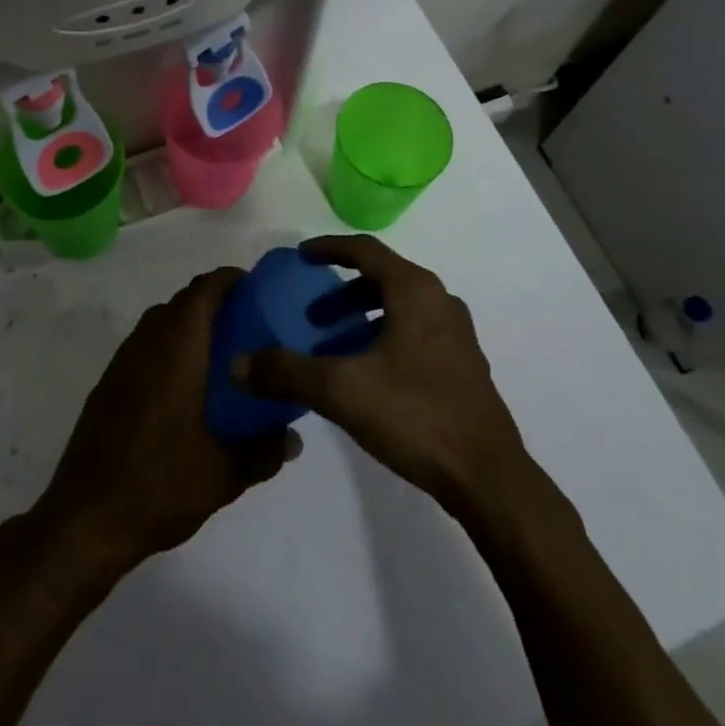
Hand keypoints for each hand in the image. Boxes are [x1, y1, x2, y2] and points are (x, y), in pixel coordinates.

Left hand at [34, 266, 297, 578]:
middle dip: (216, 303)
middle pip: (184, 301)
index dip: (231, 280)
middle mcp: (148, 341)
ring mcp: (123, 361)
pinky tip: (186, 386)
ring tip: (223, 354)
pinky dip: (170, 347)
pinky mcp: (109, 382)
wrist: (84, 519)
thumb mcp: (223, 475)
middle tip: (250, 326)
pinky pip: (146, 345)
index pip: (205, 289)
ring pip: (163, 321)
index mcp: (177, 348)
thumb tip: (294, 438)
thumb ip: (264, 451)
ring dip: (191, 325)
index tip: (259, 291)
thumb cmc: (159, 486)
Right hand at [235, 235, 530, 512]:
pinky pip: (415, 332)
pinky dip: (385, 337)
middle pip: (382, 278)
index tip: (301, 256)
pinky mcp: (463, 365)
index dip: (329, 248)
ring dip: (363, 318)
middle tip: (312, 316)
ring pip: (400, 308)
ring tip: (334, 347)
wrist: (488, 477)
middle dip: (342, 293)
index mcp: (415, 290)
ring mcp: (456, 334)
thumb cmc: (415, 415)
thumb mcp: (341, 390)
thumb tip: (236, 364)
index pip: (365, 250)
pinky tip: (368, 375)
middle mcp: (439, 301)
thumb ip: (286, 372)